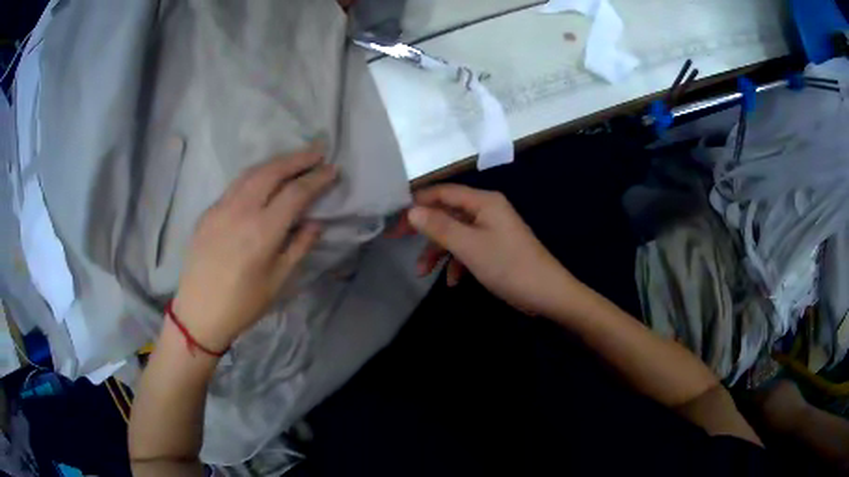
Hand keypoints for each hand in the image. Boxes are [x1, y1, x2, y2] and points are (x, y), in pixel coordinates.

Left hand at [173, 147, 336, 351]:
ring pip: (251, 173)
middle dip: (298, 159)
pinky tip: (263, 180)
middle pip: (272, 172)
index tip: (333, 170)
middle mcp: (240, 211)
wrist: (199, 313)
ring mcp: (220, 208)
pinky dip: (255, 175)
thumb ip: (299, 247)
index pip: (295, 193)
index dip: (317, 179)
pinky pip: (235, 185)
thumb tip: (316, 223)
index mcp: (262, 232)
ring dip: (275, 162)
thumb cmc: (243, 304)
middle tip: (317, 152)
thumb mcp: (278, 282)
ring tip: (294, 159)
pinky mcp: (208, 212)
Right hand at [392, 184, 575, 315]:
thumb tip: (411, 210)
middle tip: (397, 240)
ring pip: (456, 234)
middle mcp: (487, 211)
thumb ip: (439, 226)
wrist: (547, 294)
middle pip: (447, 213)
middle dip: (424, 230)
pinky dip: (457, 263)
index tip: (394, 217)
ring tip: (423, 273)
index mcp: (484, 202)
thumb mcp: (469, 246)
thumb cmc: (508, 266)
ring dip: (439, 252)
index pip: (443, 192)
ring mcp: (492, 230)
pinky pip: (468, 249)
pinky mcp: (495, 249)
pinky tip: (453, 282)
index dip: (417, 202)